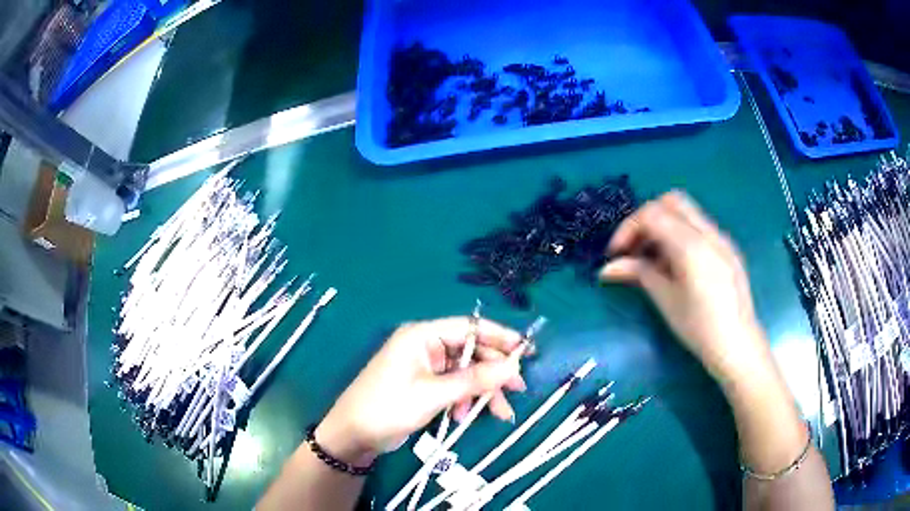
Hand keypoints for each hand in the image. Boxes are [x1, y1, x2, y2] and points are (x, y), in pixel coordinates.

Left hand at [316, 317, 526, 465]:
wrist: (354, 435)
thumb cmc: (388, 407)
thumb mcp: (433, 395)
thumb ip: (474, 379)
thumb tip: (513, 365)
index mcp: (423, 336)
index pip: (469, 327)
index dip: (500, 337)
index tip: (527, 350)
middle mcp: (425, 345)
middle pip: (471, 351)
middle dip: (494, 372)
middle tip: (518, 390)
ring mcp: (425, 366)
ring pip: (466, 372)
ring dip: (482, 391)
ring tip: (500, 413)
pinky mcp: (424, 385)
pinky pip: (454, 386)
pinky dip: (465, 400)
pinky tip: (465, 416)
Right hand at [599, 191, 771, 381]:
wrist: (738, 345)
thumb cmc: (699, 328)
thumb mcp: (666, 300)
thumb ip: (639, 273)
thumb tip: (608, 268)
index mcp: (691, 245)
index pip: (652, 214)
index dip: (628, 228)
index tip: (616, 253)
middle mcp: (709, 232)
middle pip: (671, 201)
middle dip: (647, 218)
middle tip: (635, 246)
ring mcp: (721, 238)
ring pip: (687, 212)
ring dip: (664, 225)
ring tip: (653, 258)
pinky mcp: (727, 248)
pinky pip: (699, 227)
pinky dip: (680, 234)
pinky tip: (676, 264)